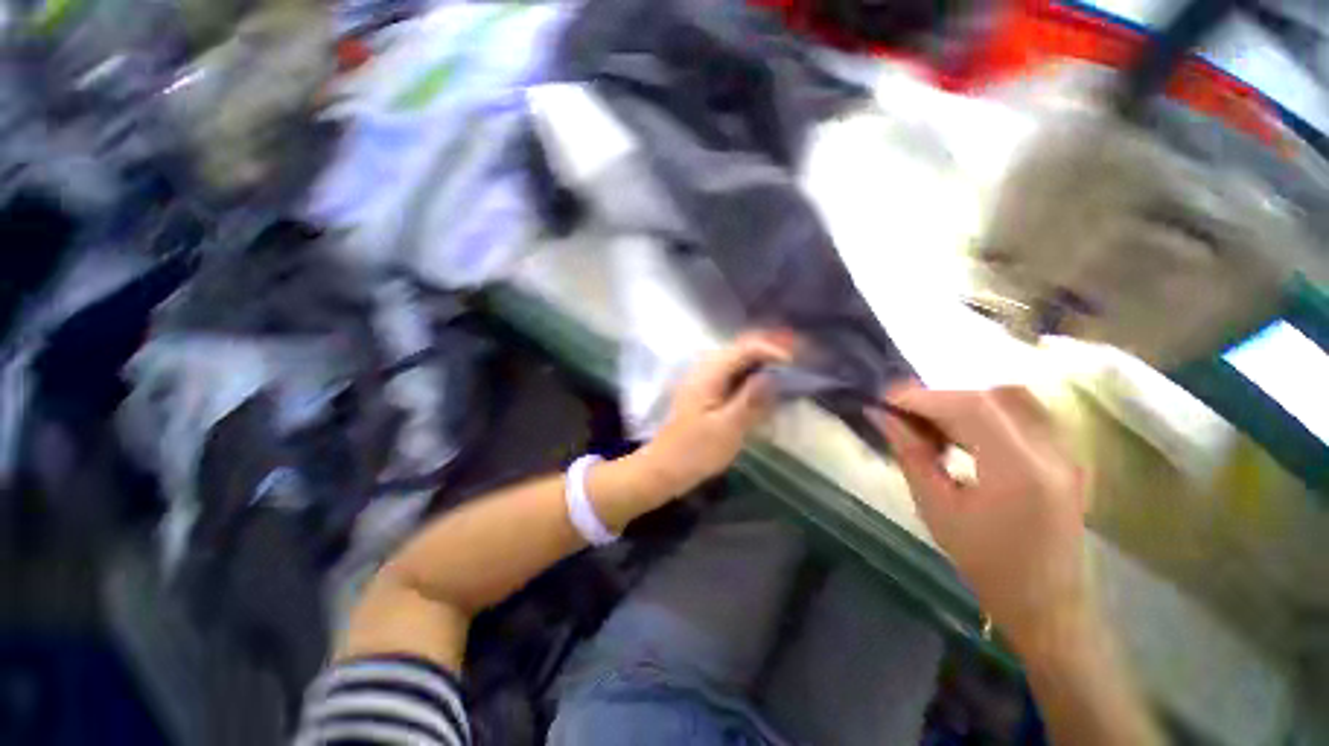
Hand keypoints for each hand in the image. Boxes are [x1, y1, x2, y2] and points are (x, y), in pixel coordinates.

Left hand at [636, 334, 792, 496]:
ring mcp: (703, 380)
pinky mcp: (705, 392)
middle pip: (742, 349)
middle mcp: (705, 369)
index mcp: (709, 374)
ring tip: (786, 372)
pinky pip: (733, 375)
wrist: (663, 468)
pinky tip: (764, 387)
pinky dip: (751, 377)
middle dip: (770, 352)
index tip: (796, 365)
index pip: (745, 348)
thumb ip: (751, 399)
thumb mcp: (727, 428)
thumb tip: (775, 375)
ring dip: (762, 363)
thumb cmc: (694, 452)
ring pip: (738, 361)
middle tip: (797, 363)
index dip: (773, 351)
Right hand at [870, 385, 1088, 648]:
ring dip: (964, 401)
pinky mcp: (1066, 455)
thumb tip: (884, 417)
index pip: (971, 408)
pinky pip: (1025, 412)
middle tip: (904, 412)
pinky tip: (963, 430)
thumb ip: (911, 455)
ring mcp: (1066, 452)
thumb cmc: (985, 562)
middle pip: (990, 398)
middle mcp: (1051, 452)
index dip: (924, 397)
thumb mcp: (936, 509)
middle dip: (939, 398)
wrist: (1045, 602)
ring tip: (930, 421)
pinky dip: (987, 410)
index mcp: (1020, 471)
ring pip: (1011, 398)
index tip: (887, 400)